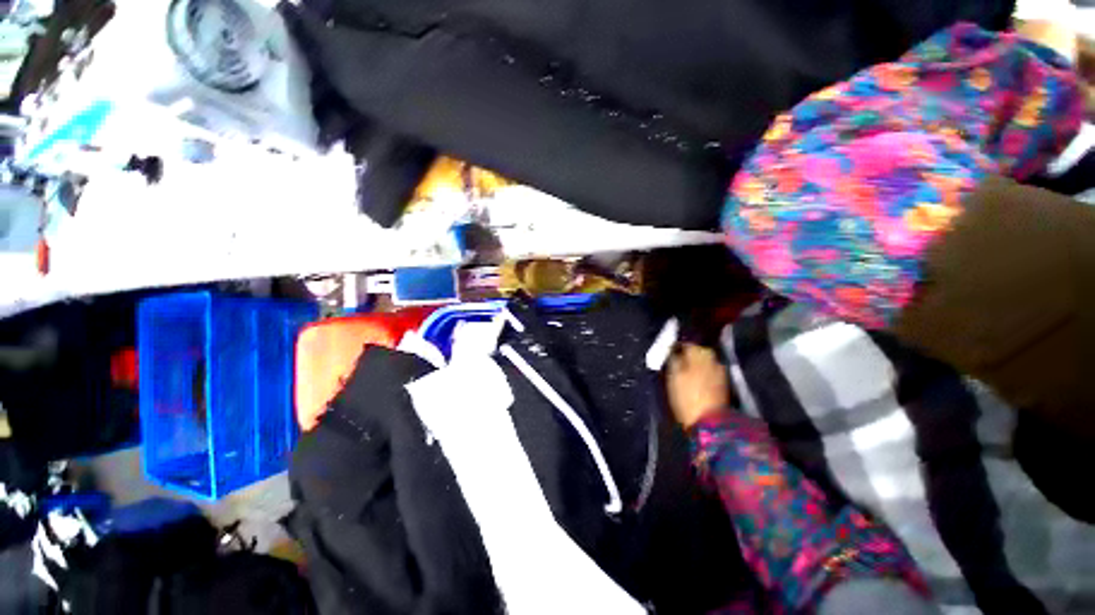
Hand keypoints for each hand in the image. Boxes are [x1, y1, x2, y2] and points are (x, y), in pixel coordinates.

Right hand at [667, 343, 730, 429]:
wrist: (709, 422)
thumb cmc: (685, 396)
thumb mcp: (672, 375)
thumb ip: (672, 358)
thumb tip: (672, 349)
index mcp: (699, 352)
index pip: (686, 343)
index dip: (675, 347)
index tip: (667, 353)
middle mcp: (712, 358)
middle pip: (697, 351)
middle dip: (687, 355)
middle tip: (675, 363)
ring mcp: (720, 371)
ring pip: (704, 362)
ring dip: (695, 364)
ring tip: (684, 373)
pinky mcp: (723, 384)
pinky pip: (710, 372)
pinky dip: (702, 373)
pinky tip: (695, 381)